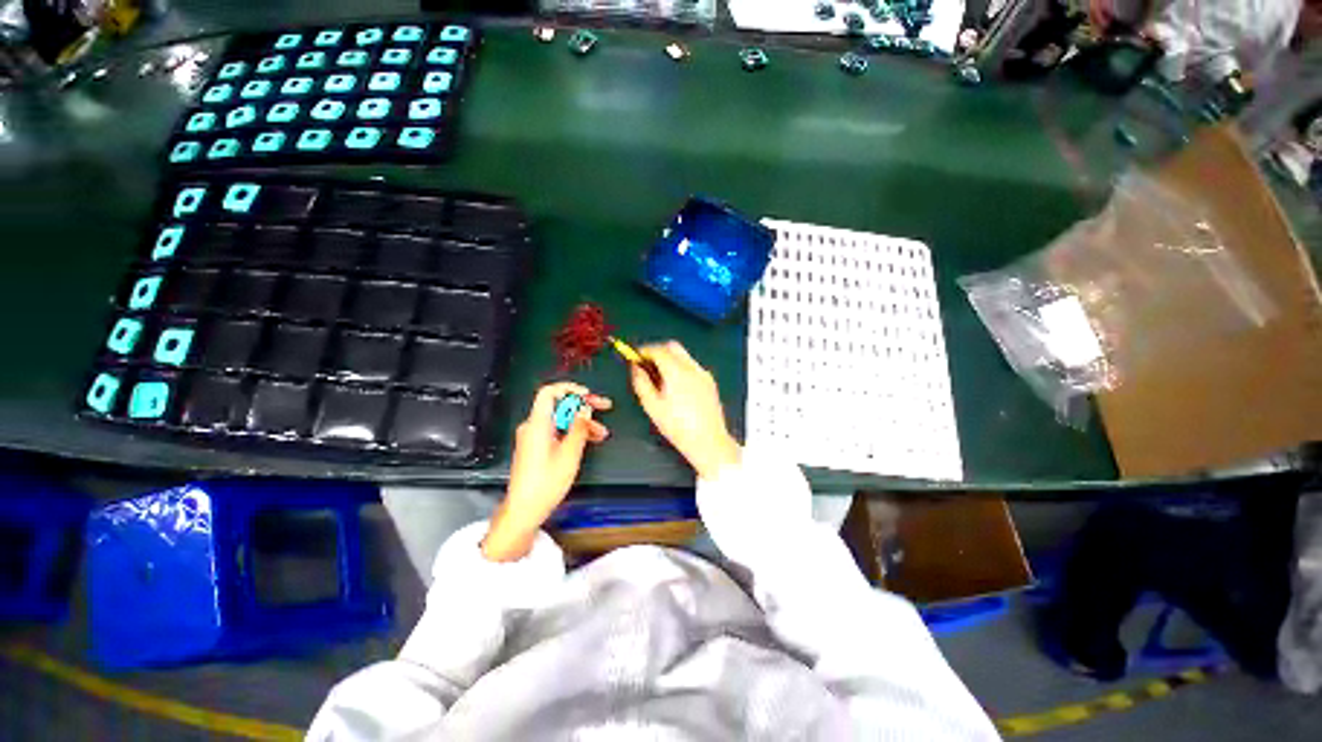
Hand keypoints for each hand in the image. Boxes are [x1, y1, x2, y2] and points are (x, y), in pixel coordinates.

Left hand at [482, 382, 611, 561]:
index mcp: (538, 424)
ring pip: (561, 419)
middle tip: (604, 407)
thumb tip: (585, 409)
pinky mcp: (537, 446)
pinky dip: (572, 432)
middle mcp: (533, 426)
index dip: (570, 389)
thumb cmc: (546, 483)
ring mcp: (534, 436)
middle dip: (582, 406)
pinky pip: (556, 431)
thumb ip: (579, 428)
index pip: (549, 392)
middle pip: (559, 405)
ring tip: (601, 432)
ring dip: (581, 422)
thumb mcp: (570, 454)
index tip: (588, 395)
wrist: (525, 509)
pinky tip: (589, 439)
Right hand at [630, 342, 740, 480]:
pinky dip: (681, 367)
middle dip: (658, 351)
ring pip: (684, 355)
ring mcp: (703, 374)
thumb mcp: (652, 406)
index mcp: (677, 373)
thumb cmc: (678, 427)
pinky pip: (692, 366)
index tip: (636, 356)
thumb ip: (641, 383)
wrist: (708, 441)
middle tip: (646, 363)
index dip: (644, 351)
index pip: (658, 350)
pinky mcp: (710, 381)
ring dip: (670, 358)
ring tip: (660, 376)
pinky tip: (675, 384)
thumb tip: (636, 368)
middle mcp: (692, 369)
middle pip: (673, 347)